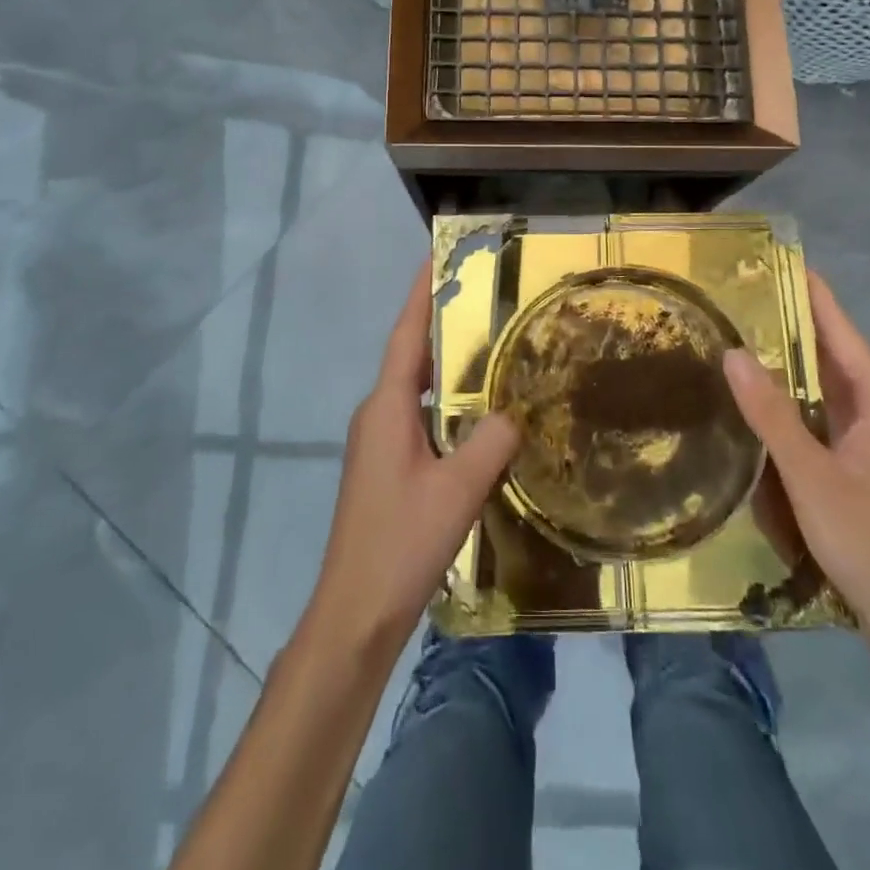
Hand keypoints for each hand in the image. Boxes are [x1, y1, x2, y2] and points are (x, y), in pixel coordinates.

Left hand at [308, 260, 519, 650]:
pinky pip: (418, 418)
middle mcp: (377, 415)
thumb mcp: (458, 489)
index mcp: (387, 407)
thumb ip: (491, 443)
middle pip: (410, 357)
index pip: (406, 336)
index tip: (436, 257)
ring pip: (415, 390)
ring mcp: (377, 443)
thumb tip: (514, 412)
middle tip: (482, 301)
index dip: (420, 295)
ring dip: (446, 368)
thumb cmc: (401, 542)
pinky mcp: (385, 468)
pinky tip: (476, 417)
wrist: (354, 612)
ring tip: (489, 350)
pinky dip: (445, 405)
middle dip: (441, 325)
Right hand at [723, 270, 869, 630]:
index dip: (816, 297)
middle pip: (838, 357)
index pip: (843, 334)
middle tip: (750, 299)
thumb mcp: (809, 474)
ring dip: (798, 365)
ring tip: (751, 338)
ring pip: (834, 390)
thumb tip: (734, 353)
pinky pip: (831, 418)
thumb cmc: (868, 538)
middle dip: (799, 326)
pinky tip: (770, 403)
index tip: (787, 264)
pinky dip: (802, 401)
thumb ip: (770, 413)